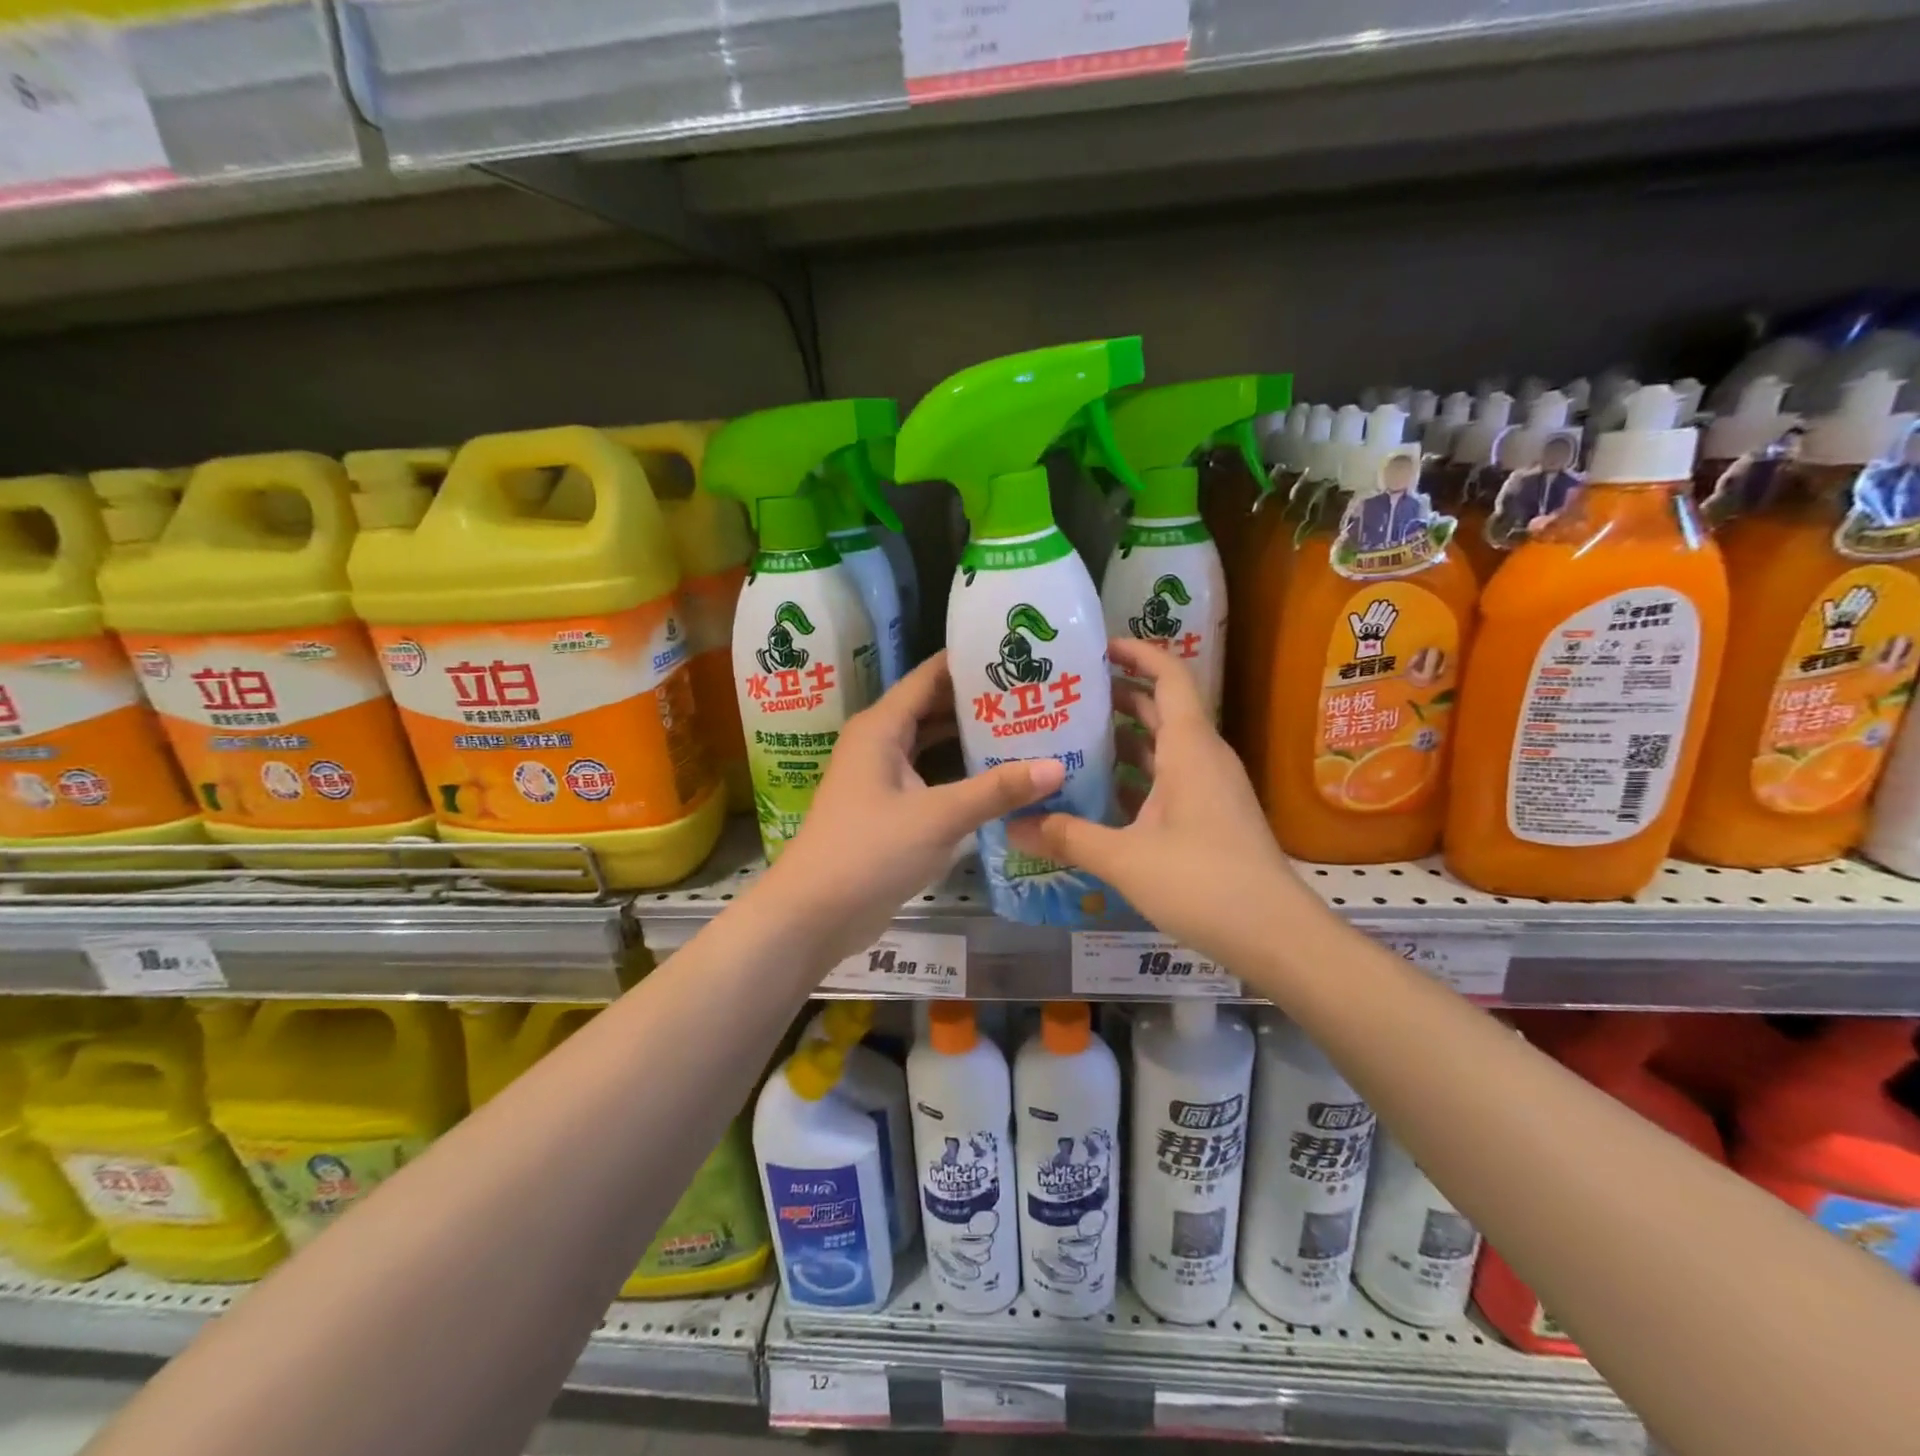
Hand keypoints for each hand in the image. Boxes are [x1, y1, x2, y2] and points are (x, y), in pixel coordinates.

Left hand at [756, 651, 1064, 969]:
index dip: (971, 661)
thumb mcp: (939, 817)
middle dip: (979, 701)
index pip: (931, 676)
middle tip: (1034, 693)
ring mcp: (882, 775)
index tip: (1018, 654)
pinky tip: (998, 774)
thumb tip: (1058, 766)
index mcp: (882, 726)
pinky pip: (930, 774)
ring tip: (1026, 726)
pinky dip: (960, 771)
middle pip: (934, 706)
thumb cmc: (869, 852)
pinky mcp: (888, 807)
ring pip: (933, 743)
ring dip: (971, 737)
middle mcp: (880, 741)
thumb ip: (997, 790)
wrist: (814, 913)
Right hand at [1007, 638, 1313, 969]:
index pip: (1168, 676)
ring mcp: (1210, 788)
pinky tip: (1098, 794)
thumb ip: (1065, 837)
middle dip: (1116, 696)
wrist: (1275, 935)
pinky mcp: (1211, 816)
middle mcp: (1203, 757)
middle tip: (1065, 695)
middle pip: (1160, 708)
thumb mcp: (1124, 858)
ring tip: (1069, 739)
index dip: (1136, 653)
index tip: (1096, 647)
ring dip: (1122, 740)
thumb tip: (1010, 827)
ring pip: (1163, 747)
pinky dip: (1135, 777)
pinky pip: (1168, 779)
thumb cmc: (1203, 882)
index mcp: (1189, 748)